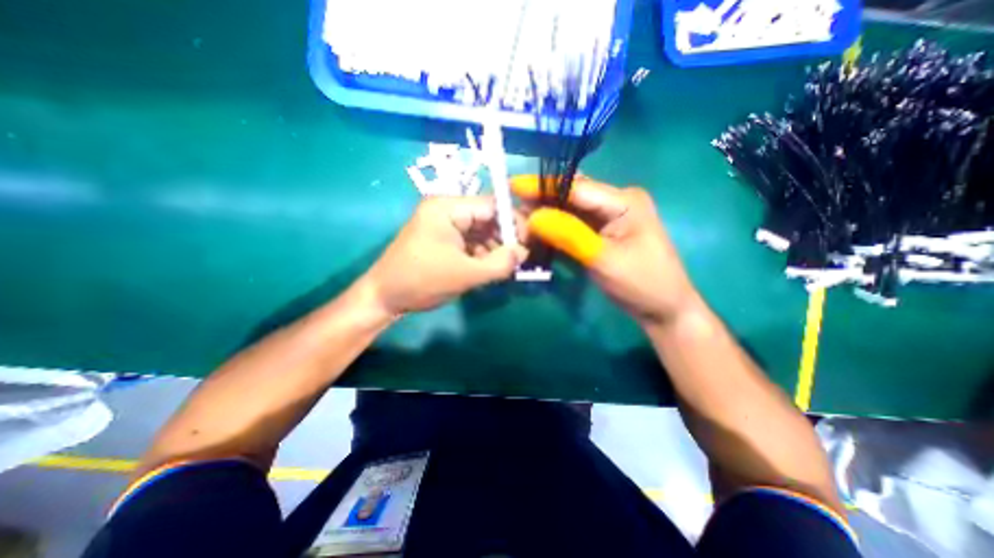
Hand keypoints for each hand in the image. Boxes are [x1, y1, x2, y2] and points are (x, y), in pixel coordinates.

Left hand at [359, 198, 528, 315]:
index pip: (492, 205)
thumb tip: (524, 252)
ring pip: (481, 231)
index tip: (527, 244)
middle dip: (503, 239)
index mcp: (448, 207)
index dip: (513, 223)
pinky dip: (482, 254)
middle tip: (516, 261)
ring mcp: (444, 224)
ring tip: (502, 268)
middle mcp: (447, 209)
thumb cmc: (422, 281)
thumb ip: (500, 263)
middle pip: (487, 218)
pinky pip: (470, 241)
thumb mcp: (465, 274)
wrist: (384, 297)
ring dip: (494, 248)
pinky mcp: (443, 238)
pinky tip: (487, 269)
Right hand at [513, 177, 695, 326]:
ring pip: (570, 210)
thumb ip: (569, 234)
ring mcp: (610, 217)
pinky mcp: (603, 232)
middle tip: (511, 206)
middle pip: (572, 195)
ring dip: (546, 214)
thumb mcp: (604, 259)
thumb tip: (533, 216)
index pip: (576, 188)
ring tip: (519, 218)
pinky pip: (575, 224)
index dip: (543, 186)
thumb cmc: (641, 284)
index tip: (512, 186)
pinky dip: (556, 228)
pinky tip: (538, 230)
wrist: (663, 309)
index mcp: (624, 201)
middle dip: (542, 200)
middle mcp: (616, 202)